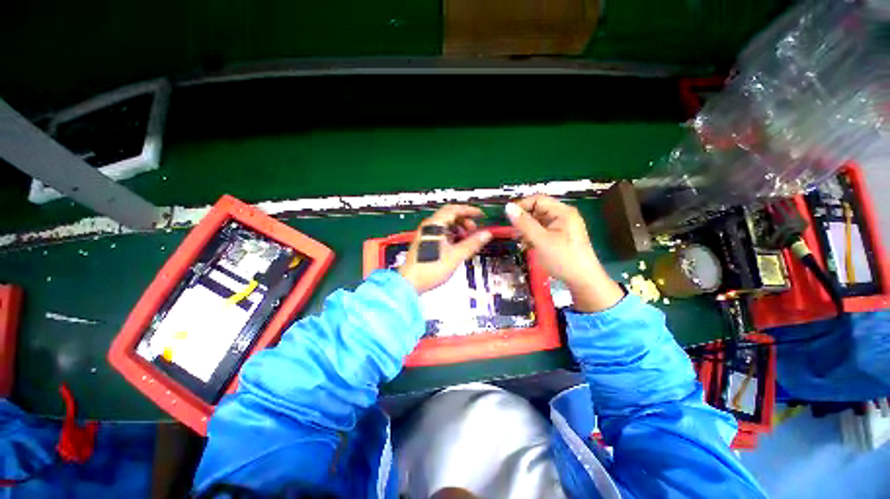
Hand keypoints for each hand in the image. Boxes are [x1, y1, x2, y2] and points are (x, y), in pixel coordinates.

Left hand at [399, 205, 491, 293]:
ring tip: (466, 239)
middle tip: (474, 230)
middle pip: (449, 215)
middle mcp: (428, 227)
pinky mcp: (424, 242)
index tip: (480, 215)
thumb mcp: (456, 255)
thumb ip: (472, 243)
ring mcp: (425, 234)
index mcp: (434, 225)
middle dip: (464, 221)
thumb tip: (486, 234)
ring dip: (458, 229)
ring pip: (445, 225)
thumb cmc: (430, 268)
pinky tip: (456, 245)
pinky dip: (451, 236)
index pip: (454, 209)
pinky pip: (440, 233)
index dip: (469, 210)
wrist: (410, 282)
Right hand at [505, 195, 623, 311]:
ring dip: (527, 229)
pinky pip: (542, 231)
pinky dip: (533, 236)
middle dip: (524, 220)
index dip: (522, 205)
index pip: (537, 199)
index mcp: (563, 212)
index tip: (508, 218)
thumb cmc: (563, 259)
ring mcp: (562, 227)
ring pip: (538, 221)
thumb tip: (508, 207)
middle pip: (538, 210)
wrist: (583, 281)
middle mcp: (563, 216)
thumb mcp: (541, 240)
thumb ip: (524, 223)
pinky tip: (528, 245)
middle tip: (514, 233)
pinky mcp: (560, 237)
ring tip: (520, 241)